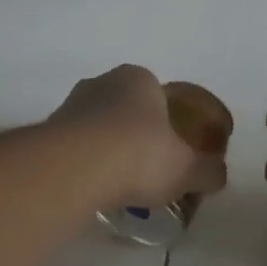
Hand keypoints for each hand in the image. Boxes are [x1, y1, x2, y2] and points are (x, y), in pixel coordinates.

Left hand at [50, 65, 228, 208]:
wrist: (74, 169)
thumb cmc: (139, 155)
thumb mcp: (187, 169)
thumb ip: (208, 171)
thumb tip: (218, 174)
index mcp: (138, 78)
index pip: (158, 94)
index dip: (168, 121)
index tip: (173, 150)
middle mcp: (101, 82)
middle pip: (125, 108)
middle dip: (136, 133)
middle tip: (148, 168)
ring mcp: (70, 105)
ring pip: (97, 126)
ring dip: (107, 148)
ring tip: (120, 183)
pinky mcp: (47, 132)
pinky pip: (75, 147)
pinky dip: (86, 163)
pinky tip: (94, 187)